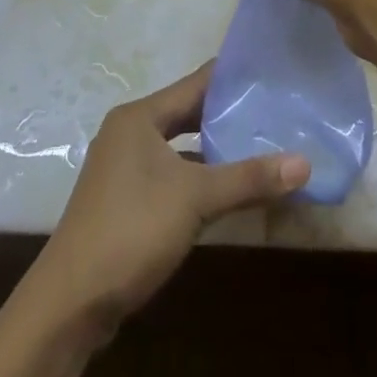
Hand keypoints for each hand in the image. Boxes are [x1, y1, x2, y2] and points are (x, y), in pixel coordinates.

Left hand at [34, 63, 309, 335]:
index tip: (270, 73)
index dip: (231, 78)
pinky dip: (198, 176)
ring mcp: (124, 168)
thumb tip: (305, 163)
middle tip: (273, 111)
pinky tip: (227, 188)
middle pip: (187, 113)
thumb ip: (248, 178)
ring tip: (259, 145)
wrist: (71, 302)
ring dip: (213, 149)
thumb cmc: (132, 230)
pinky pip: (171, 174)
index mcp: (139, 117)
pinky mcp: (125, 200)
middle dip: (226, 115)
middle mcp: (129, 132)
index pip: (194, 83)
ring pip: (179, 147)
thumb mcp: (196, 199)